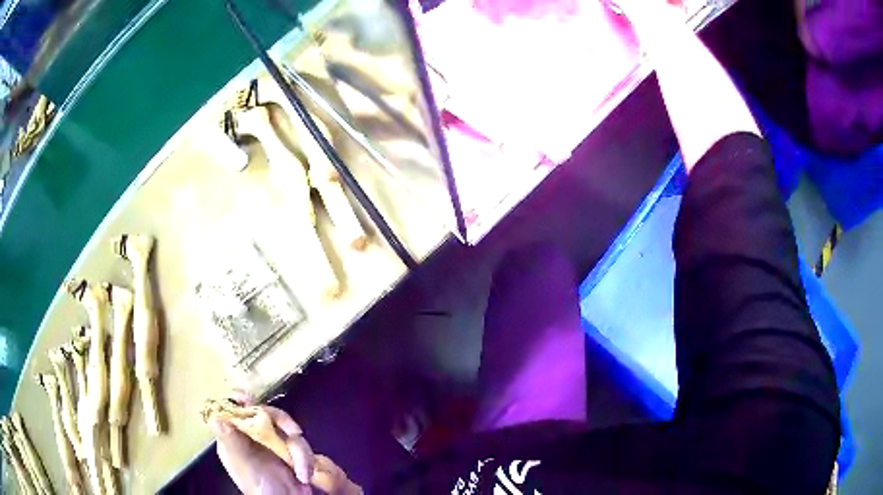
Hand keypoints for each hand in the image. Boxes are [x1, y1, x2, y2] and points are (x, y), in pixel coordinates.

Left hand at [208, 402, 314, 494]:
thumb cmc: (259, 486)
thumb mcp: (243, 464)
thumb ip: (230, 441)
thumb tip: (216, 417)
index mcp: (235, 436)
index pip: (234, 409)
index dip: (240, 400)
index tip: (247, 396)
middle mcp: (253, 436)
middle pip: (266, 413)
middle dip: (282, 422)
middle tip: (294, 431)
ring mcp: (273, 444)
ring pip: (288, 431)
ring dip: (300, 452)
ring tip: (302, 474)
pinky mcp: (291, 452)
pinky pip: (302, 446)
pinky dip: (306, 461)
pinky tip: (305, 476)